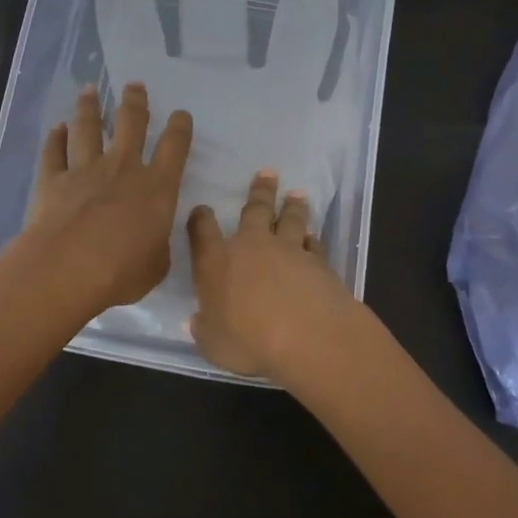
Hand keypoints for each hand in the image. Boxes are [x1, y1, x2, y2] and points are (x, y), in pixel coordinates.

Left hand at [17, 83, 193, 319]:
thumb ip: (157, 244)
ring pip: (88, 128)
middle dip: (135, 102)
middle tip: (134, 85)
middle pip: (131, 124)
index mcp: (157, 187)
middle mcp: (122, 168)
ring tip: (90, 90)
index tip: (180, 114)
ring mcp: (84, 170)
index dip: (179, 128)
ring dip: (90, 108)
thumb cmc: (122, 271)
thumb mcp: (156, 264)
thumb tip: (154, 237)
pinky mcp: (52, 180)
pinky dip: (55, 139)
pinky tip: (57, 128)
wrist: (68, 268)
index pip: (174, 147)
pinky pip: (54, 152)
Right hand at [186, 169, 361, 387]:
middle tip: (267, 173)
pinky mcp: (318, 262)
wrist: (307, 336)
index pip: (202, 231)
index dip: (200, 219)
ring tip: (297, 194)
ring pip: (290, 220)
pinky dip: (312, 241)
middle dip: (259, 191)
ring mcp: (288, 250)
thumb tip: (199, 321)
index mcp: (216, 262)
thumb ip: (205, 329)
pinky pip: (313, 245)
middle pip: (254, 210)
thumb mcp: (213, 344)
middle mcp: (251, 247)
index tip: (202, 210)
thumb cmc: (248, 341)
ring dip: (292, 206)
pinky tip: (314, 238)